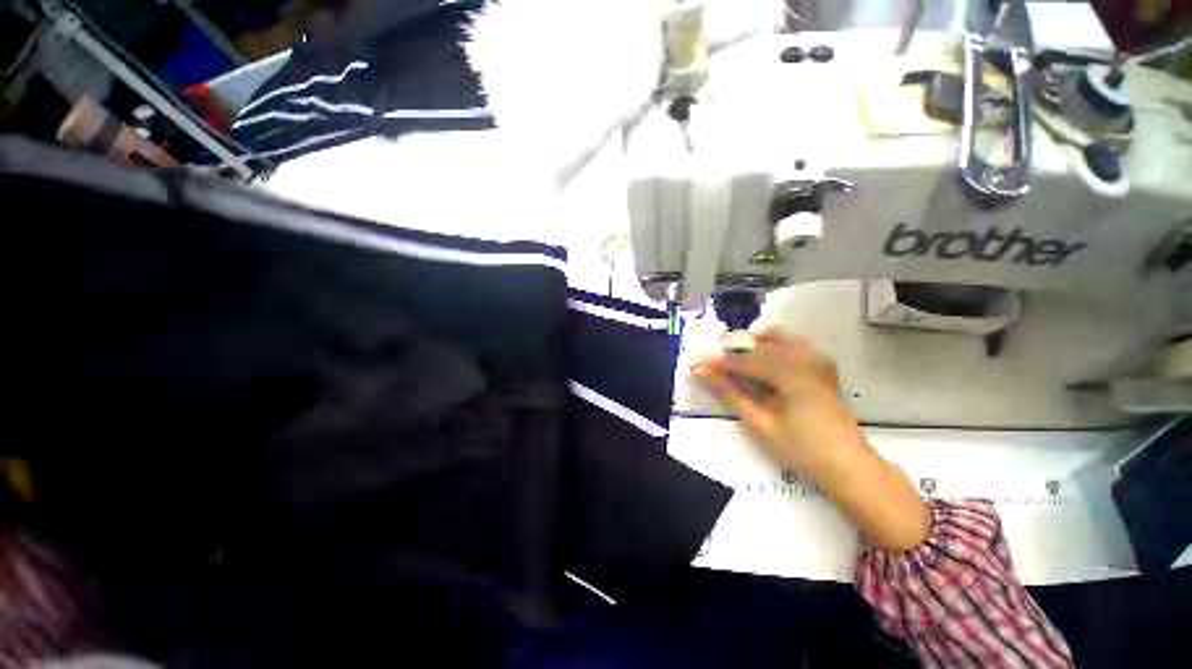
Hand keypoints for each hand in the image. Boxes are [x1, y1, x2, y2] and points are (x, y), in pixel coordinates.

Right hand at [690, 325, 930, 551]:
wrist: (848, 465)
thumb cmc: (802, 449)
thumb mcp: (759, 423)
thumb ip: (729, 392)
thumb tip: (701, 372)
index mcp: (790, 372)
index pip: (743, 359)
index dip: (716, 361)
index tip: (693, 364)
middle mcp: (805, 356)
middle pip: (757, 342)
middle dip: (731, 351)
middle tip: (711, 366)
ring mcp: (816, 358)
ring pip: (775, 337)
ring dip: (751, 347)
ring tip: (735, 366)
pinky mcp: (821, 364)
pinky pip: (790, 343)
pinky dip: (770, 349)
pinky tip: (762, 366)